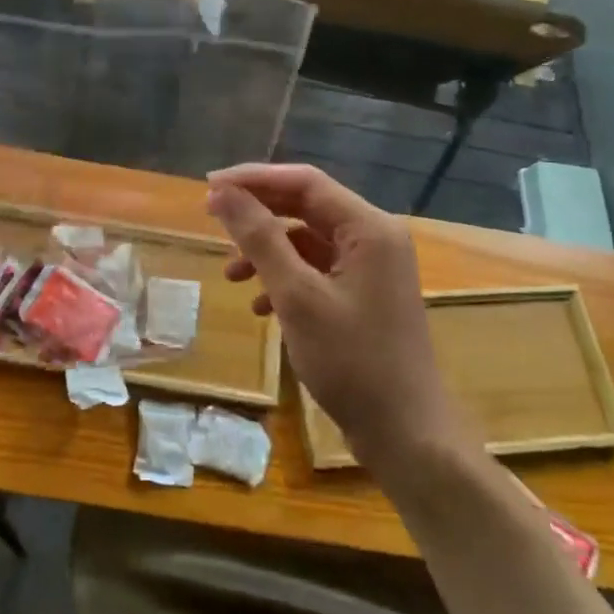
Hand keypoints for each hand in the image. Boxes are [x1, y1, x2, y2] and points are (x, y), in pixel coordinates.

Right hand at [207, 163, 469, 465]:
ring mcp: (372, 268)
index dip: (254, 179)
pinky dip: (286, 279)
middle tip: (211, 219)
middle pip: (307, 206)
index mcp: (369, 228)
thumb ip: (259, 239)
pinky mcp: (364, 295)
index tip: (208, 187)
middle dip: (258, 213)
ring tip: (231, 275)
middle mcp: (375, 238)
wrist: (405, 434)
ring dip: (268, 251)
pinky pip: (317, 271)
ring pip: (308, 241)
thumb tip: (222, 193)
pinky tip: (261, 308)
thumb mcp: (296, 297)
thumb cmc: (352, 362)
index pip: (305, 182)